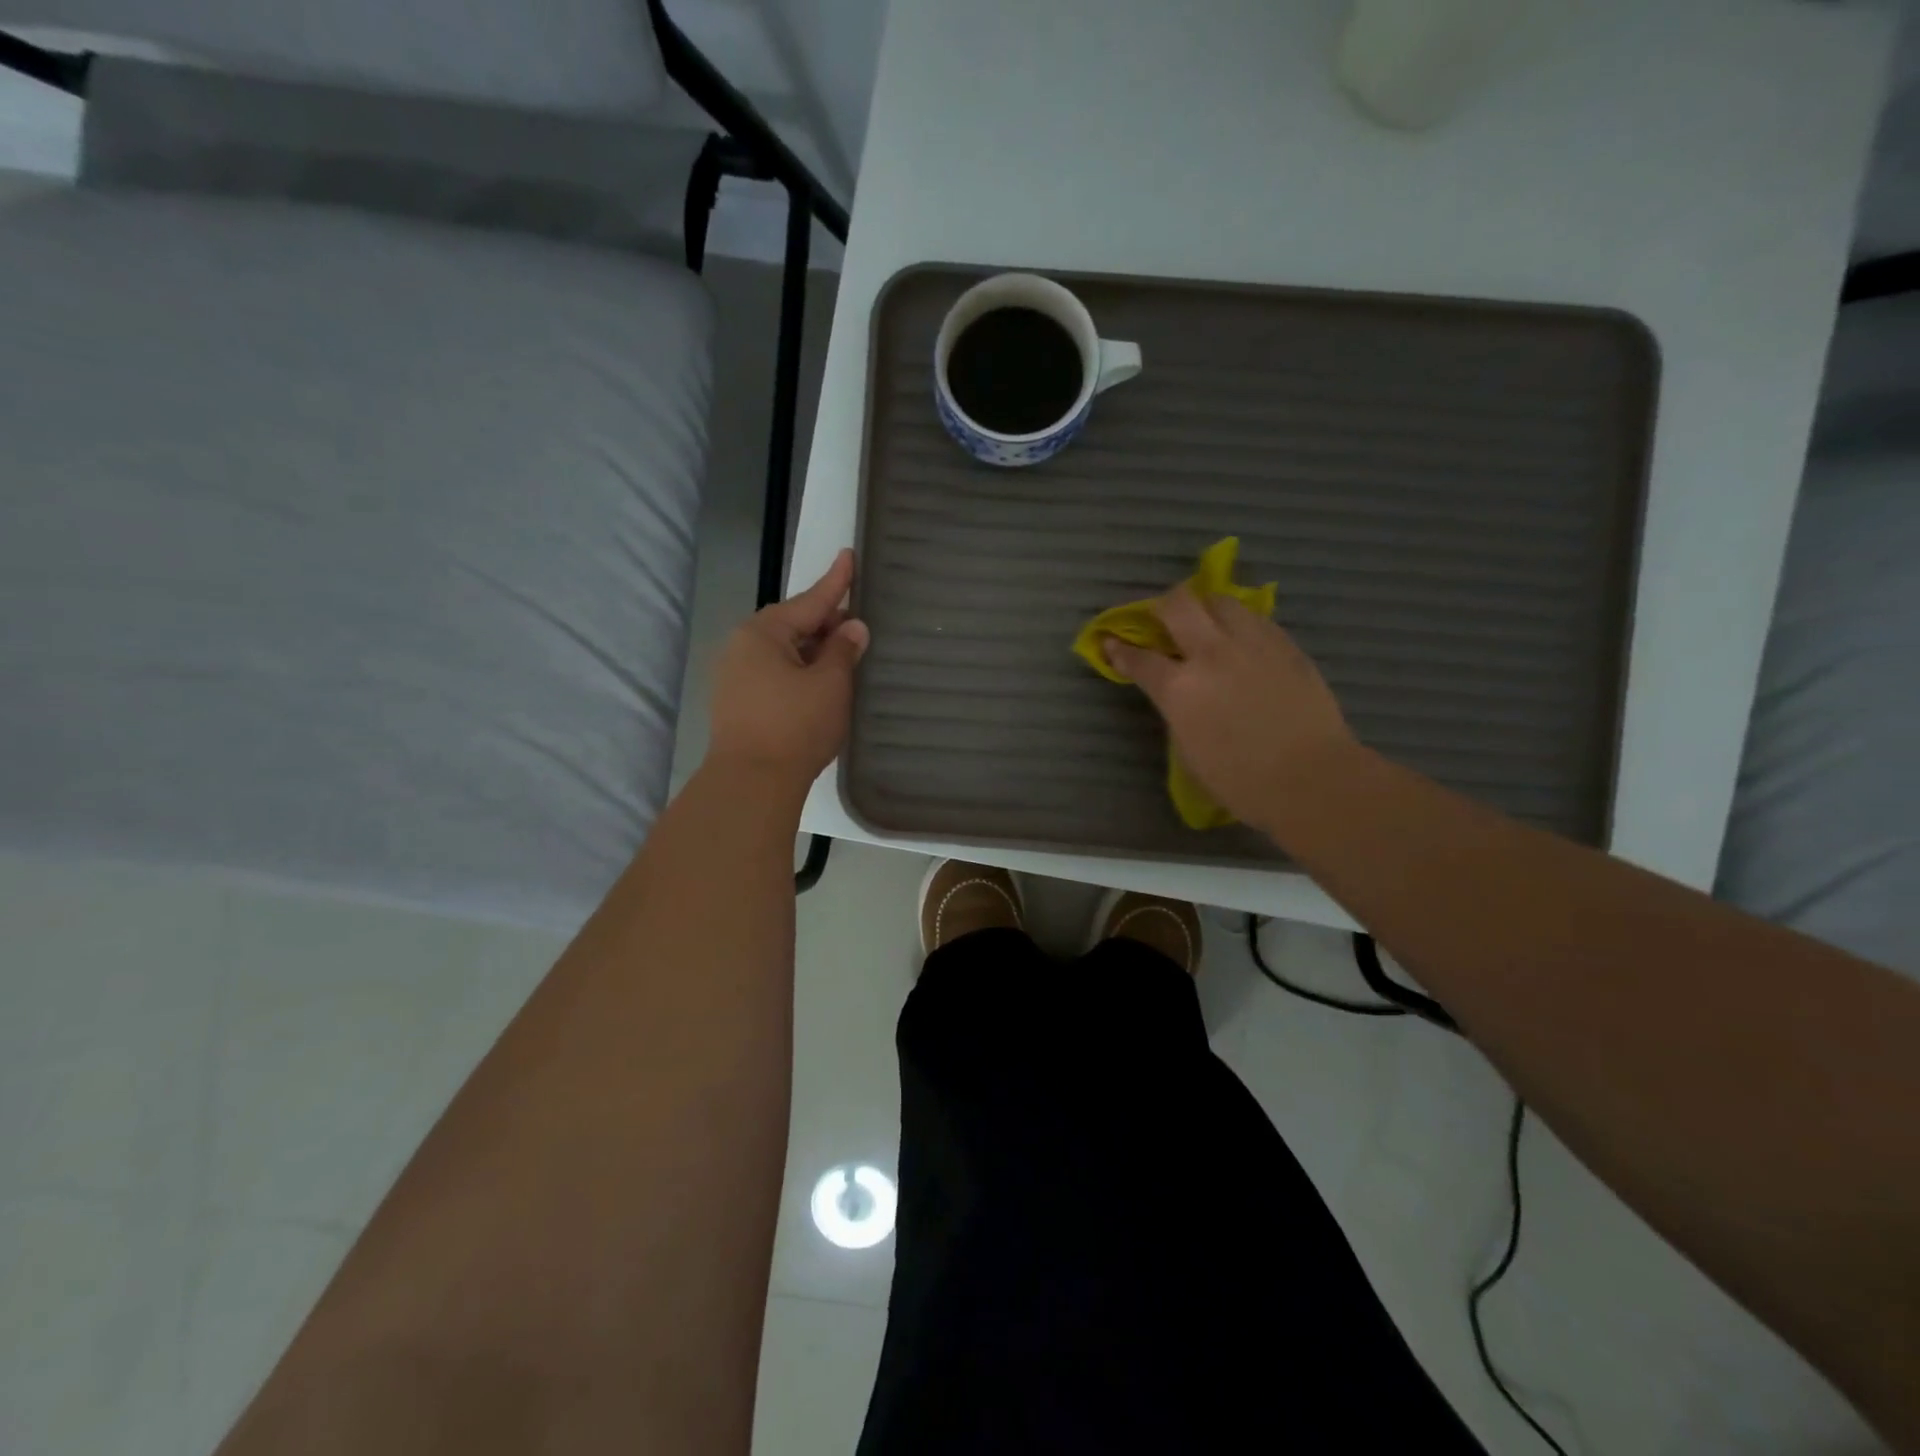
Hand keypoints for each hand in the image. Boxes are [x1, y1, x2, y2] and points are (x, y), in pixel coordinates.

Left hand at [708, 549, 868, 785]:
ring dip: (814, 651)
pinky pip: (775, 675)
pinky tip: (819, 685)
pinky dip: (800, 673)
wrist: (751, 783)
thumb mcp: (830, 684)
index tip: (849, 554)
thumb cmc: (795, 726)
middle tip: (858, 623)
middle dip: (825, 624)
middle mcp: (742, 647)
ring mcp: (735, 677)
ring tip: (845, 655)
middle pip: (793, 625)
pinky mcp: (737, 704)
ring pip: (784, 652)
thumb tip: (853, 628)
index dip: (835, 581)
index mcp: (763, 633)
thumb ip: (843, 650)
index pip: (810, 601)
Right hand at [1102, 587, 1354, 832]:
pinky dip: (1239, 623)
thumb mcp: (1189, 748)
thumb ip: (1178, 709)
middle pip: (1178, 605)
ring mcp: (1252, 644)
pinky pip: (1255, 618)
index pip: (1139, 658)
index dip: (1120, 649)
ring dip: (1205, 608)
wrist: (1311, 779)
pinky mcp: (1286, 645)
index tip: (1112, 642)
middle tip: (1161, 619)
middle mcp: (1211, 654)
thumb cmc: (1241, 781)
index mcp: (1179, 688)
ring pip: (1220, 600)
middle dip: (1161, 606)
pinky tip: (1242, 641)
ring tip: (1206, 624)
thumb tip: (1178, 692)